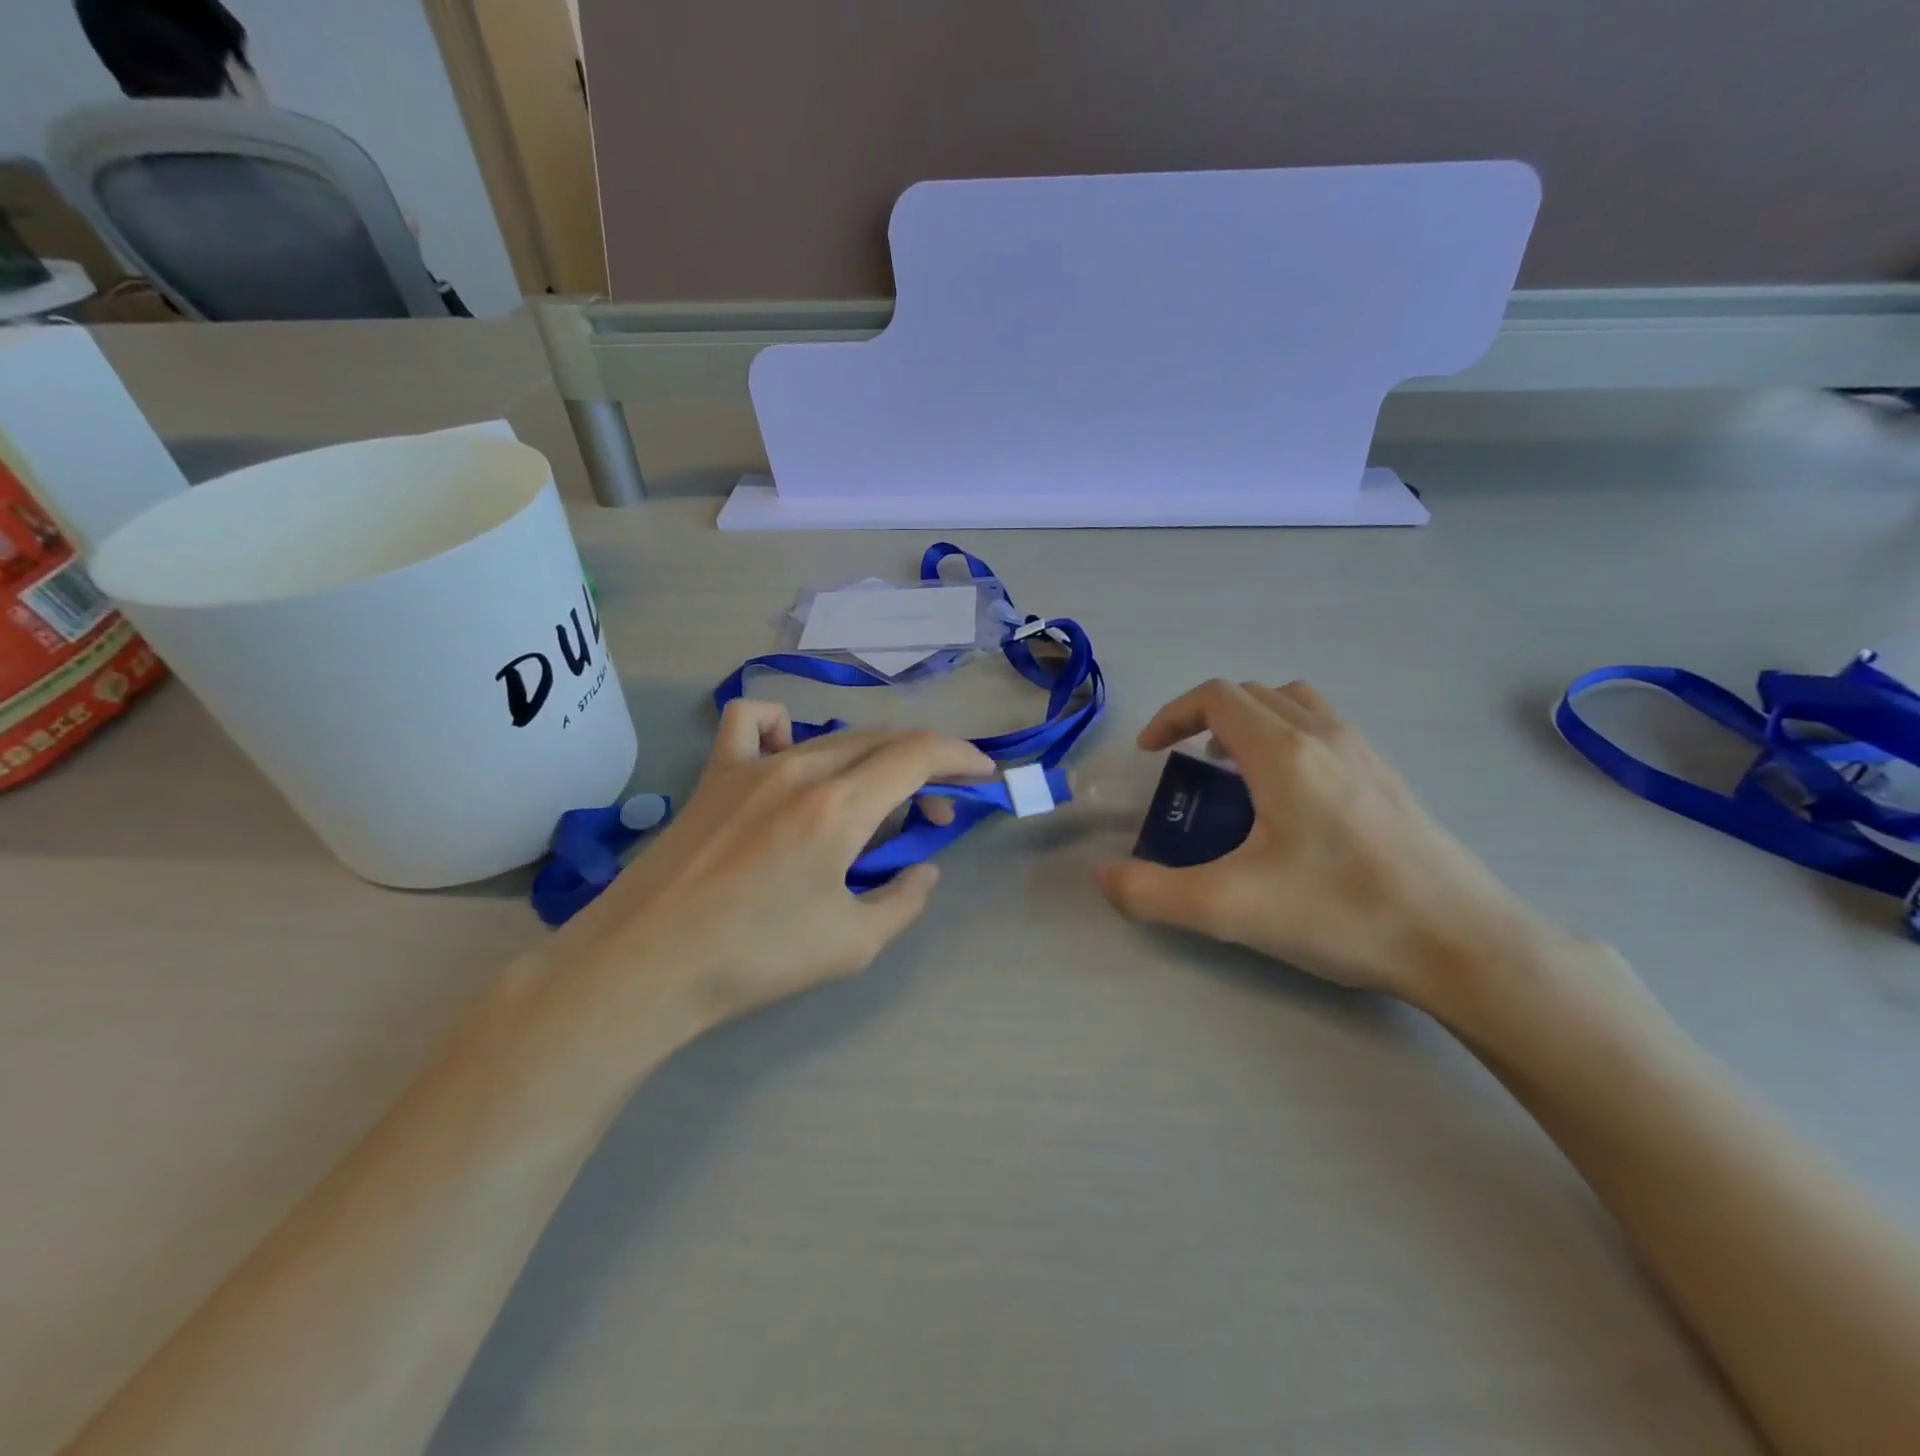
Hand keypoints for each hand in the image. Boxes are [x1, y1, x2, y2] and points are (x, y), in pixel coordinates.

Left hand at [562, 701, 992, 1029]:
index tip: (984, 775)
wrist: (646, 965)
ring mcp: (752, 765)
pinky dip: (783, 725)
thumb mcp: (852, 944)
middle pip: (883, 741)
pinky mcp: (715, 774)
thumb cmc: (754, 960)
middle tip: (934, 815)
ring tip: (874, 800)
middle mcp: (801, 769)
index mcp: (840, 807)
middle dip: (925, 768)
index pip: (919, 754)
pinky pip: (752, 722)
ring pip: (834, 736)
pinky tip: (790, 757)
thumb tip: (923, 869)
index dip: (961, 757)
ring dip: (872, 758)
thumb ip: (904, 900)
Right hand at [1095, 680, 1563, 1015]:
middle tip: (1185, 762)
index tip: (1150, 754)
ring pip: (1295, 703)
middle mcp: (1325, 735)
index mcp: (1284, 752)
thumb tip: (1103, 876)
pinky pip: (1325, 728)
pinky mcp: (1389, 777)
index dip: (1172, 715)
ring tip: (1234, 771)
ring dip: (1251, 721)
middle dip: (1206, 717)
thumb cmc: (1343, 913)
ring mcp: (1364, 753)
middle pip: (1252, 693)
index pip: (1216, 697)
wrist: (1465, 943)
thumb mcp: (1230, 909)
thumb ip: (1152, 892)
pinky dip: (1289, 737)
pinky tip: (1289, 800)